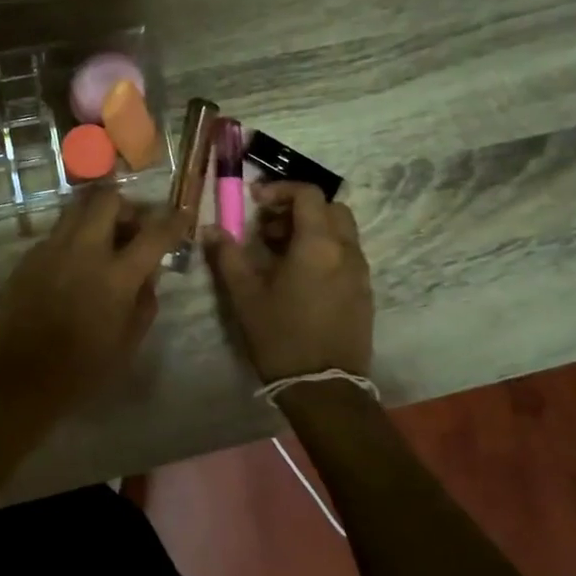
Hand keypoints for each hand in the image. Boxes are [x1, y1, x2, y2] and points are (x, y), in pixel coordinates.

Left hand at [0, 188, 187, 413]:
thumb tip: (148, 276)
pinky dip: (73, 239)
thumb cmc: (80, 371)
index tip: (183, 213)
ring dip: (96, 217)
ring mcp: (51, 250)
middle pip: (108, 200)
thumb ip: (144, 303)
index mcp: (116, 276)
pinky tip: (73, 267)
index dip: (174, 220)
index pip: (154, 234)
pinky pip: (57, 234)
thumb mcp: (127, 344)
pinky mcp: (28, 258)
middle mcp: (83, 251)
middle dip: (126, 207)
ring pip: (77, 209)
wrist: (16, 378)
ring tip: (102, 242)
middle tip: (131, 229)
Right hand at [204, 181, 372, 383]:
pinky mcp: (364, 292)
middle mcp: (346, 250)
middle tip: (267, 228)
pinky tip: (299, 277)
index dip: (280, 189)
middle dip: (298, 208)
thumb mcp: (245, 296)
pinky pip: (346, 254)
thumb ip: (227, 256)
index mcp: (318, 244)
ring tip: (279, 254)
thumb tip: (211, 229)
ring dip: (311, 229)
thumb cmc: (281, 337)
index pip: (308, 194)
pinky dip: (324, 249)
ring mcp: (360, 272)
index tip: (255, 202)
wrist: (324, 387)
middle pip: (330, 208)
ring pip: (340, 231)